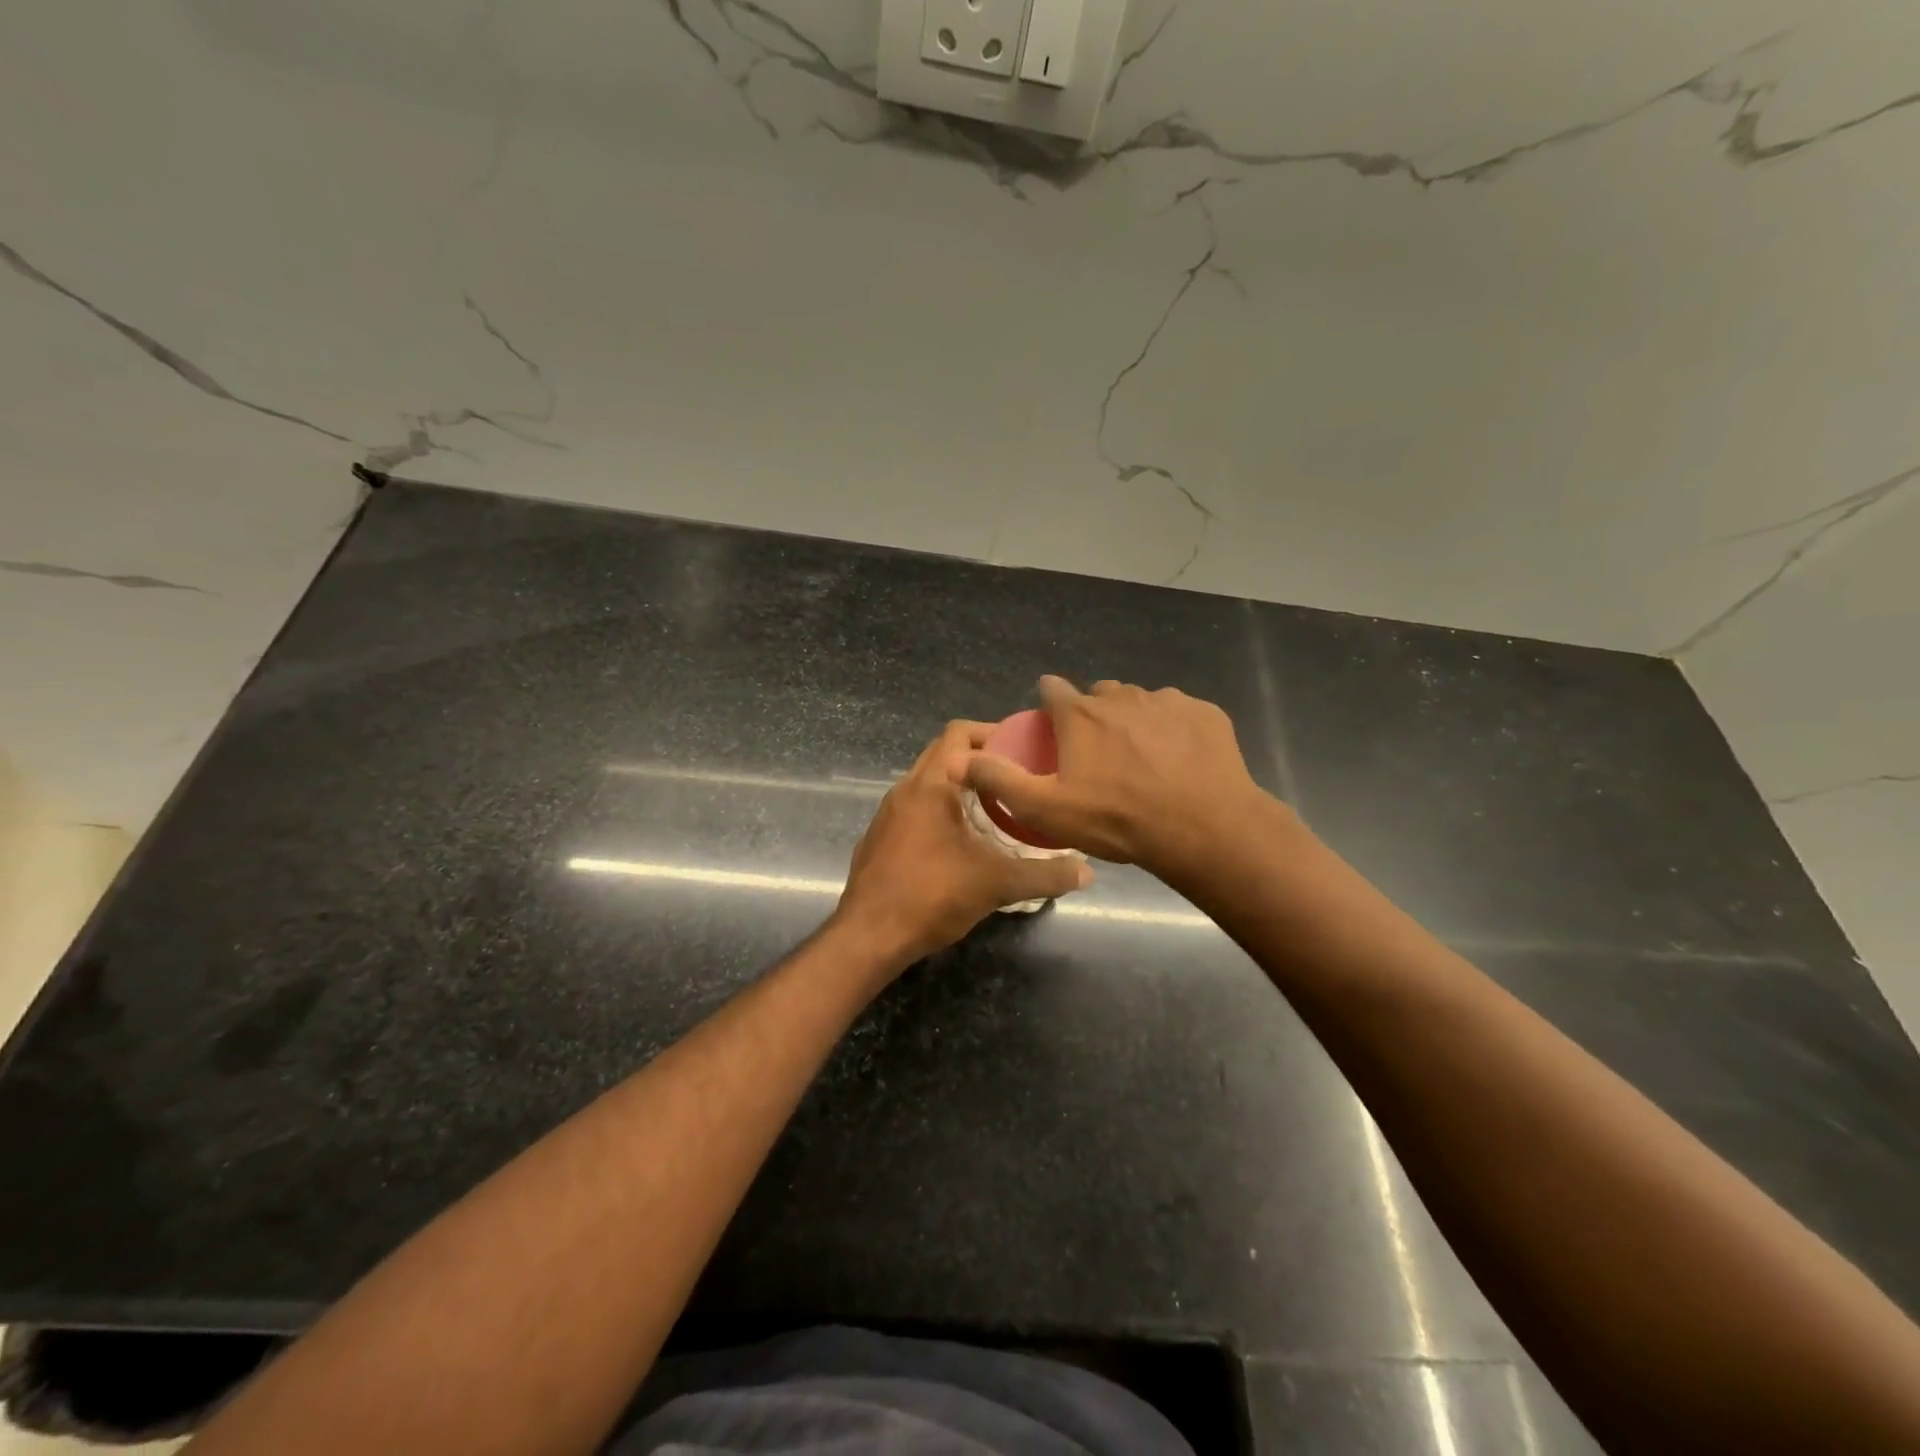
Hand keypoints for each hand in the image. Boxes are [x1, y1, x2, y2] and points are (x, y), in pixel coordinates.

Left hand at [834, 721, 1092, 966]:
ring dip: (960, 786)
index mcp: (930, 785)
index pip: (959, 734)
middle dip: (980, 760)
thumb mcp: (996, 884)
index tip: (1025, 750)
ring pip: (929, 782)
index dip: (993, 734)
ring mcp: (888, 814)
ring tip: (997, 807)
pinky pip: (916, 808)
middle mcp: (905, 789)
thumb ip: (1044, 874)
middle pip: (944, 753)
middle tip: (1017, 777)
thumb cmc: (930, 896)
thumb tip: (1086, 873)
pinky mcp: (881, 838)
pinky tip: (963, 841)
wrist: (868, 937)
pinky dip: (941, 809)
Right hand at [962, 676, 1279, 881]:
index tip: (1052, 728)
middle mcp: (1122, 697)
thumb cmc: (1117, 820)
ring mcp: (1168, 701)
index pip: (1051, 688)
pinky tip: (1180, 761)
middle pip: (1099, 694)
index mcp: (1081, 715)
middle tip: (1099, 755)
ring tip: (1142, 760)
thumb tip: (958, 758)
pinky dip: (1174, 730)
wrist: (1204, 829)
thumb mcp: (1047, 809)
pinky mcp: (1205, 714)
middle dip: (1093, 714)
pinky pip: (1180, 713)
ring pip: (1141, 702)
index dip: (1048, 705)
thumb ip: (1000, 780)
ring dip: (1134, 721)